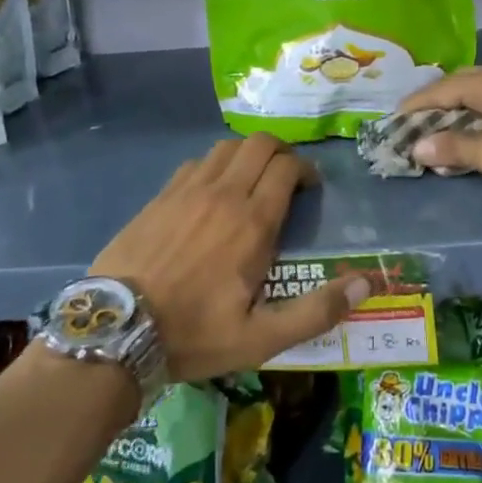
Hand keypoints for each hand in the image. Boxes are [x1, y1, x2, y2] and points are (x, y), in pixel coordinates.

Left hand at [91, 133, 369, 379]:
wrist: (114, 333)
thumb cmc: (194, 335)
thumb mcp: (262, 338)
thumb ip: (316, 310)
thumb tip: (367, 285)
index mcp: (252, 222)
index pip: (287, 168)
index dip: (305, 170)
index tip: (309, 188)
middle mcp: (223, 194)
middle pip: (260, 144)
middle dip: (281, 152)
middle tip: (286, 177)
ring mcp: (187, 191)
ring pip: (227, 147)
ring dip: (247, 155)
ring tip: (251, 181)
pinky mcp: (160, 197)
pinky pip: (195, 163)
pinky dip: (213, 166)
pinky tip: (210, 192)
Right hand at [395, 66, 481, 196]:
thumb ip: (456, 149)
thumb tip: (417, 146)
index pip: (441, 89)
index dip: (415, 105)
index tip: (392, 118)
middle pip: (459, 85)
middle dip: (434, 103)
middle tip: (412, 121)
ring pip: (478, 93)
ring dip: (456, 109)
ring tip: (437, 126)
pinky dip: (476, 114)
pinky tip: (473, 129)